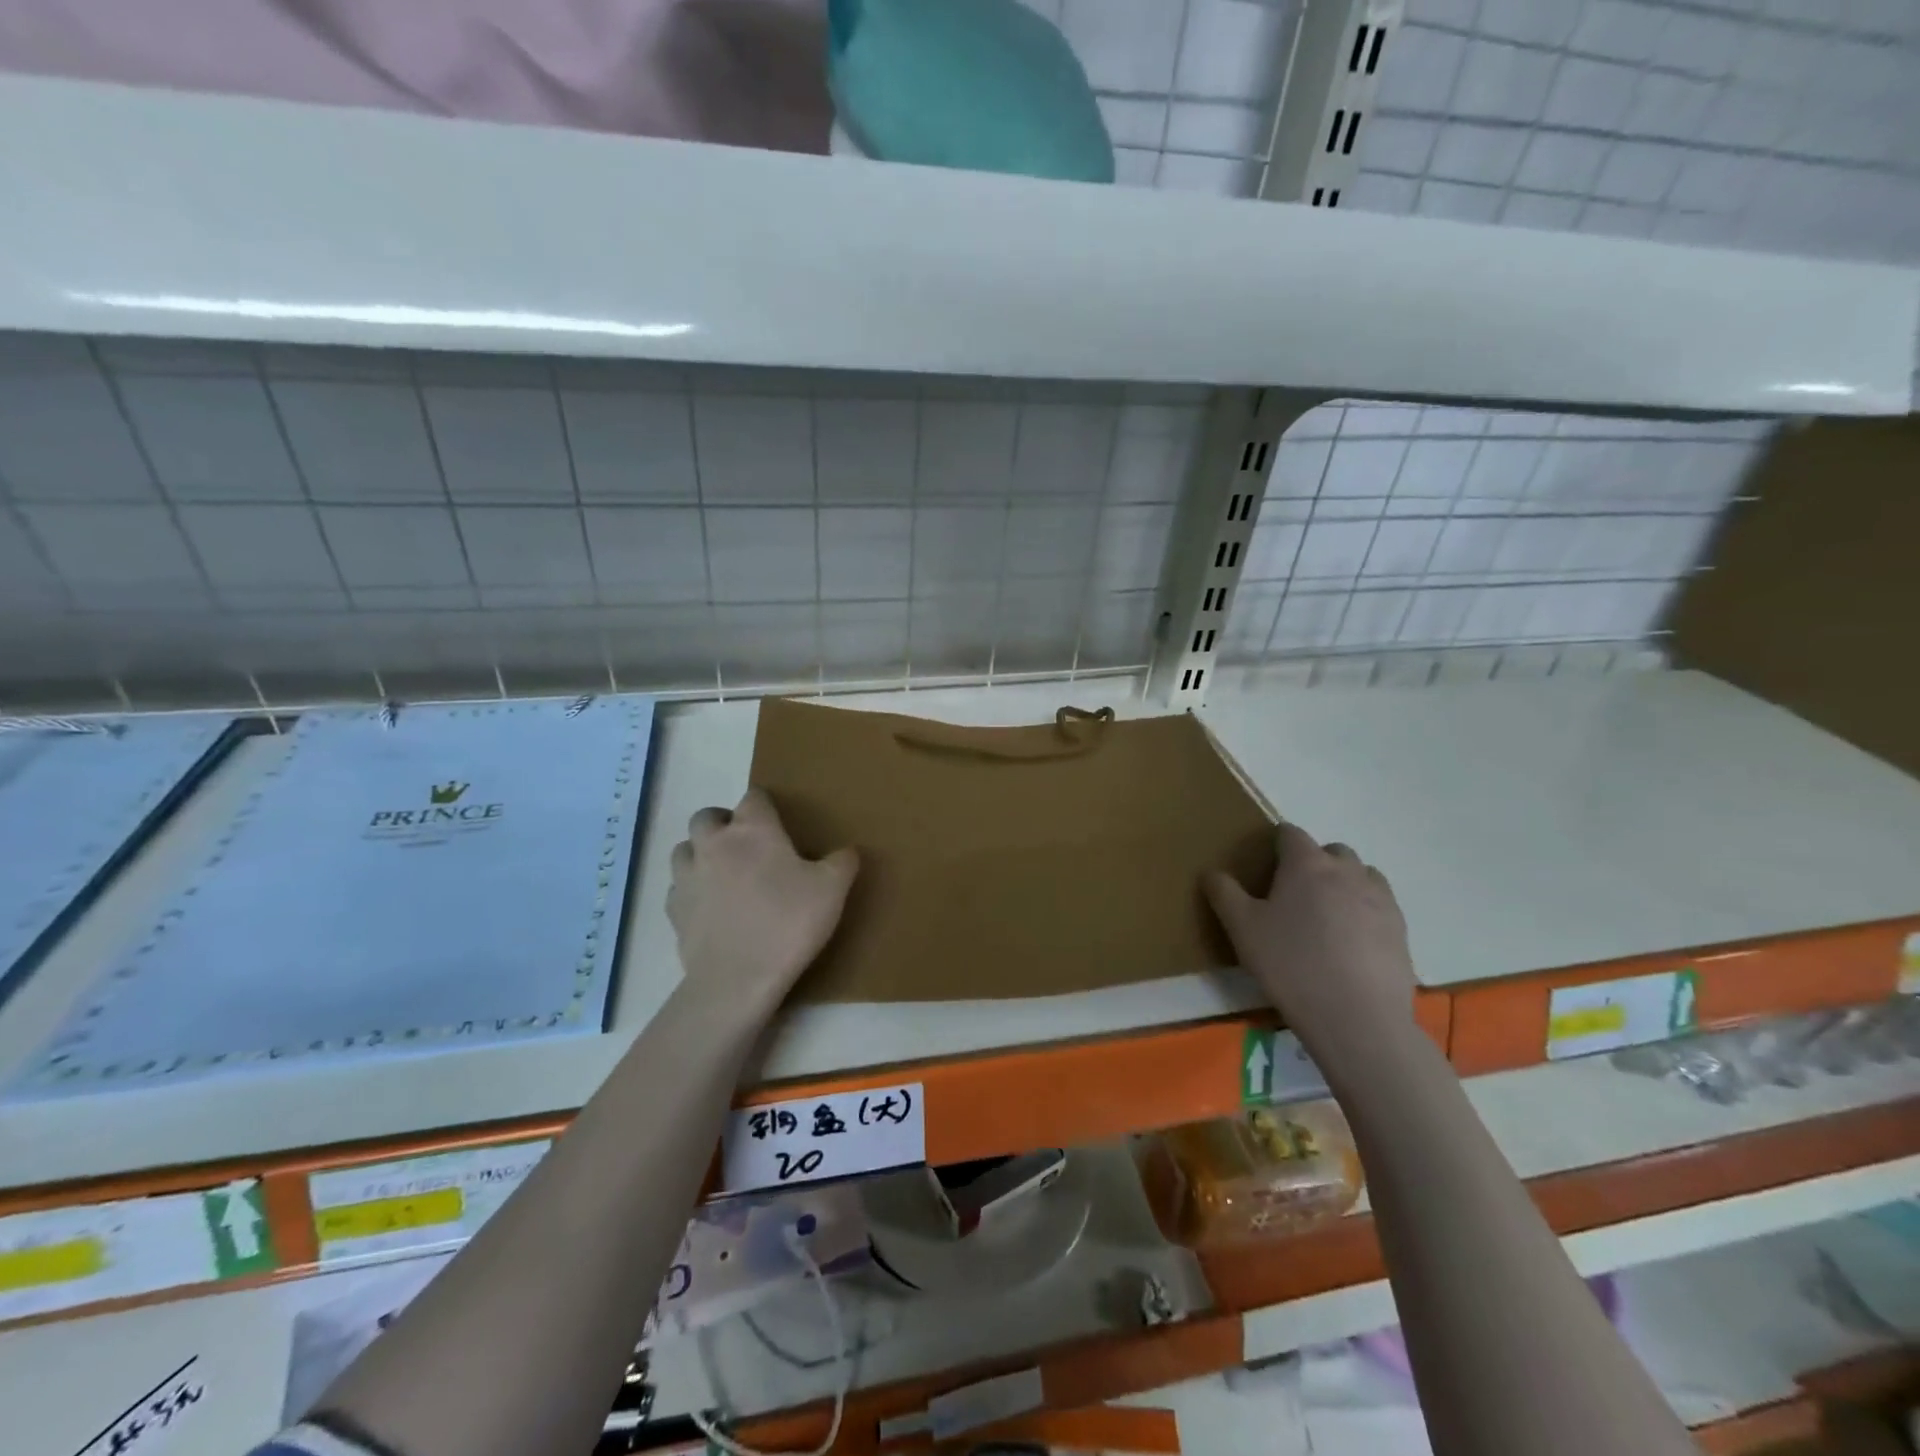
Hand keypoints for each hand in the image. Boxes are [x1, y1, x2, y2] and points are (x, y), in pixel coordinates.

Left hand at [668, 788, 858, 1011]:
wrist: (738, 979)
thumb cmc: (788, 923)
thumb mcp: (832, 891)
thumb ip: (842, 863)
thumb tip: (848, 851)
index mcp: (753, 829)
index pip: (754, 796)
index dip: (765, 806)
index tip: (777, 822)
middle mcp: (714, 843)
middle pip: (707, 817)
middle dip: (724, 824)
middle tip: (746, 846)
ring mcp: (687, 876)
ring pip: (684, 849)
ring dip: (700, 853)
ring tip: (722, 873)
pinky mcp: (674, 909)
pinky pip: (678, 887)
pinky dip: (691, 889)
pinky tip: (710, 907)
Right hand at [1204, 822, 1416, 1076]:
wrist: (1357, 1018)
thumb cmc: (1291, 964)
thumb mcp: (1242, 929)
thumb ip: (1224, 893)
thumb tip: (1212, 872)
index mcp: (1306, 864)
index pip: (1291, 833)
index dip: (1276, 843)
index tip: (1265, 865)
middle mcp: (1347, 871)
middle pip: (1331, 851)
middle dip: (1314, 862)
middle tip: (1294, 894)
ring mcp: (1380, 899)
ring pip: (1362, 875)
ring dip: (1344, 883)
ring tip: (1326, 916)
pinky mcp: (1400, 929)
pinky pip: (1380, 905)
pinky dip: (1364, 911)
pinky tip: (1350, 942)